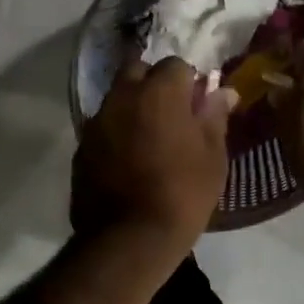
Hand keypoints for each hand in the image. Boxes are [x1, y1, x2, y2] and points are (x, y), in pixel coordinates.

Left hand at [72, 57, 237, 249]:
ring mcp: (97, 121)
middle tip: (170, 114)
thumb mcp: (212, 157)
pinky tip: (128, 160)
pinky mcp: (81, 146)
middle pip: (137, 71)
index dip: (188, 82)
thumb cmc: (183, 194)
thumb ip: (214, 117)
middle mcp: (122, 96)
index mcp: (159, 92)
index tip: (196, 105)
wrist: (129, 238)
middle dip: (153, 83)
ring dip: (132, 107)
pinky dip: (116, 132)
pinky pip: (103, 126)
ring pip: (117, 97)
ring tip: (149, 138)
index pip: (175, 65)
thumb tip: (222, 92)